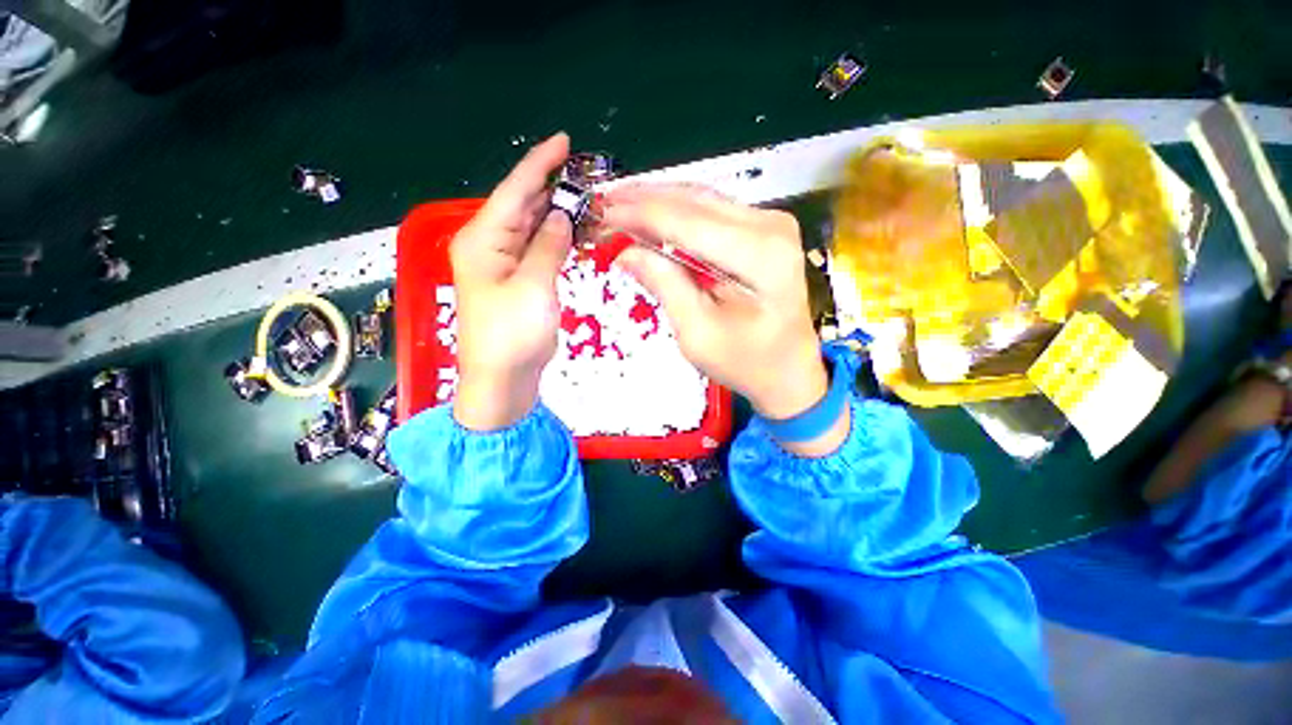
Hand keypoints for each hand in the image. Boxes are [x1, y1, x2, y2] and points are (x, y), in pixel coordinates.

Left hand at [450, 134, 573, 430]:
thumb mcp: (534, 286)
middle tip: (586, 175)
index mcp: (483, 240)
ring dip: (558, 213)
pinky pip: (539, 249)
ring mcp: (505, 265)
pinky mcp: (520, 281)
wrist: (503, 379)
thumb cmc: (512, 335)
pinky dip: (557, 238)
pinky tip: (575, 230)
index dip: (539, 165)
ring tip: (587, 198)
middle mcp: (490, 246)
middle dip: (552, 188)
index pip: (514, 192)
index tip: (564, 142)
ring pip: (533, 228)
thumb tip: (562, 215)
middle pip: (523, 206)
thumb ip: (548, 246)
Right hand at [603, 185, 848, 455]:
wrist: (789, 370)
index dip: (639, 214)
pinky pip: (712, 210)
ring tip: (619, 203)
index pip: (687, 221)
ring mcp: (772, 222)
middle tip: (602, 204)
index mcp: (760, 255)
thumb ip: (665, 285)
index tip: (600, 211)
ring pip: (702, 198)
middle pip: (694, 201)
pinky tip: (651, 212)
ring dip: (658, 200)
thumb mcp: (698, 334)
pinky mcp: (765, 228)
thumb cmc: (746, 362)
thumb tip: (626, 251)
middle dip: (643, 200)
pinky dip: (678, 210)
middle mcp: (771, 226)